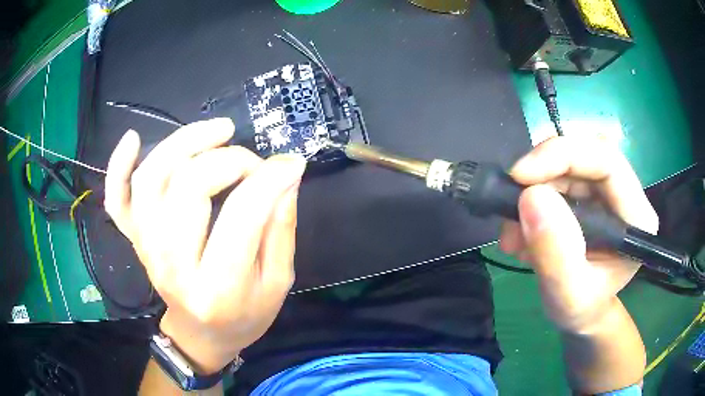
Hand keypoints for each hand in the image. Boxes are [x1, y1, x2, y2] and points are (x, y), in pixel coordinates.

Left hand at [105, 118, 305, 373]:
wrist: (201, 335)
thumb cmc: (244, 315)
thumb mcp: (278, 282)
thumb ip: (281, 228)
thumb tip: (286, 174)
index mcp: (218, 287)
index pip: (242, 214)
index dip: (269, 178)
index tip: (290, 163)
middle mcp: (172, 264)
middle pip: (189, 186)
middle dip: (229, 159)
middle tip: (253, 163)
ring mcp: (146, 248)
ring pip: (152, 179)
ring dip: (183, 142)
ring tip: (218, 131)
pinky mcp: (134, 239)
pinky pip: (117, 198)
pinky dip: (118, 165)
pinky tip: (133, 138)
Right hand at [500, 136, 658, 332]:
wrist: (578, 313)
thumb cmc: (580, 309)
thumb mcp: (567, 295)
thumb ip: (555, 254)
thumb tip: (531, 196)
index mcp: (636, 217)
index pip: (607, 161)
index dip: (564, 156)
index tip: (521, 176)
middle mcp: (623, 195)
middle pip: (583, 155)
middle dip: (542, 174)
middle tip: (511, 206)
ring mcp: (603, 192)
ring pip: (565, 165)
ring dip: (531, 191)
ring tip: (513, 235)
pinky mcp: (585, 194)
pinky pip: (554, 179)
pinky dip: (529, 200)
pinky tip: (521, 232)